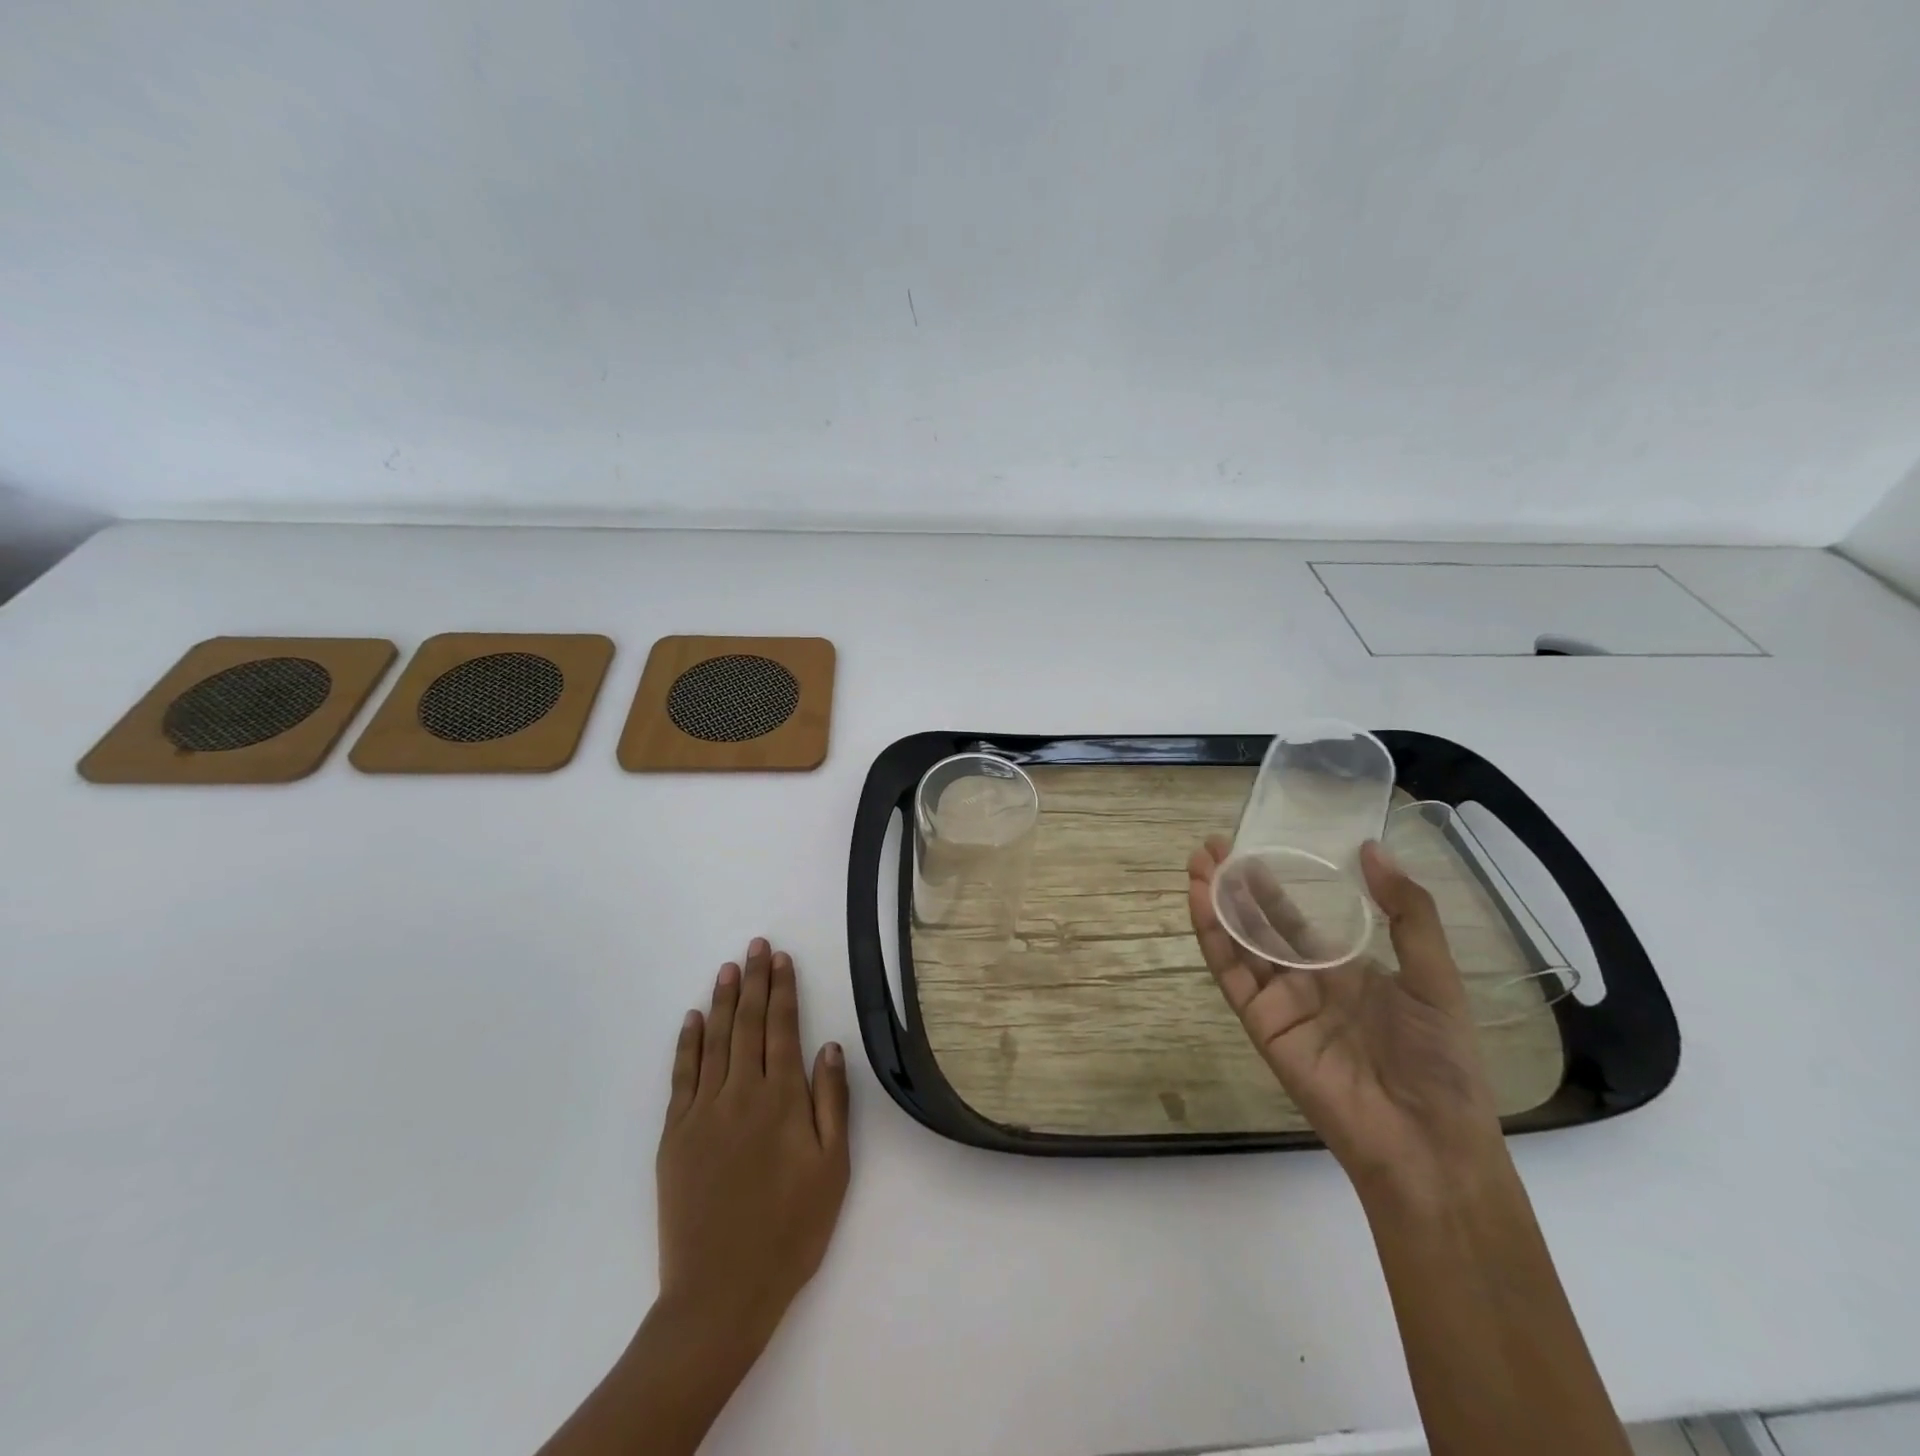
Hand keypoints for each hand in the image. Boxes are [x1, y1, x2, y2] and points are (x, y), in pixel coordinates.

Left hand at [655, 938, 850, 1355]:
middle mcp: (740, 1093)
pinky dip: (686, 1043)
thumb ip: (832, 1103)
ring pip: (714, 1041)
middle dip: (754, 981)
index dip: (783, 990)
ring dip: (722, 1001)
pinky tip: (692, 1019)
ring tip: (728, 968)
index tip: (782, 959)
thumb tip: (831, 1046)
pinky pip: (681, 1076)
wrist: (720, 1294)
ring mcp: (702, 1112)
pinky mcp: (674, 1135)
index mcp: (782, 1100)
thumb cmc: (790, 1231)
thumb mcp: (833, 1169)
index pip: (782, 1028)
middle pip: (747, 1024)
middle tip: (756, 946)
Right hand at [1187, 838, 1504, 1198]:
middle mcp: (1304, 982)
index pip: (1293, 918)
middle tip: (1211, 847)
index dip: (1269, 884)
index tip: (1250, 847)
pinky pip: (1230, 974)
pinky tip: (1201, 901)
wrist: (1428, 1142)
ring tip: (1197, 864)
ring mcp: (1279, 1002)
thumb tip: (1371, 848)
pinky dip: (1212, 937)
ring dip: (1215, 903)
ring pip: (1237, 943)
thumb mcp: (1434, 977)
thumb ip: (1407, 912)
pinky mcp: (1260, 1023)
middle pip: (1257, 924)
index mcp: (1343, 970)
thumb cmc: (1439, 1060)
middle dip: (1234, 885)